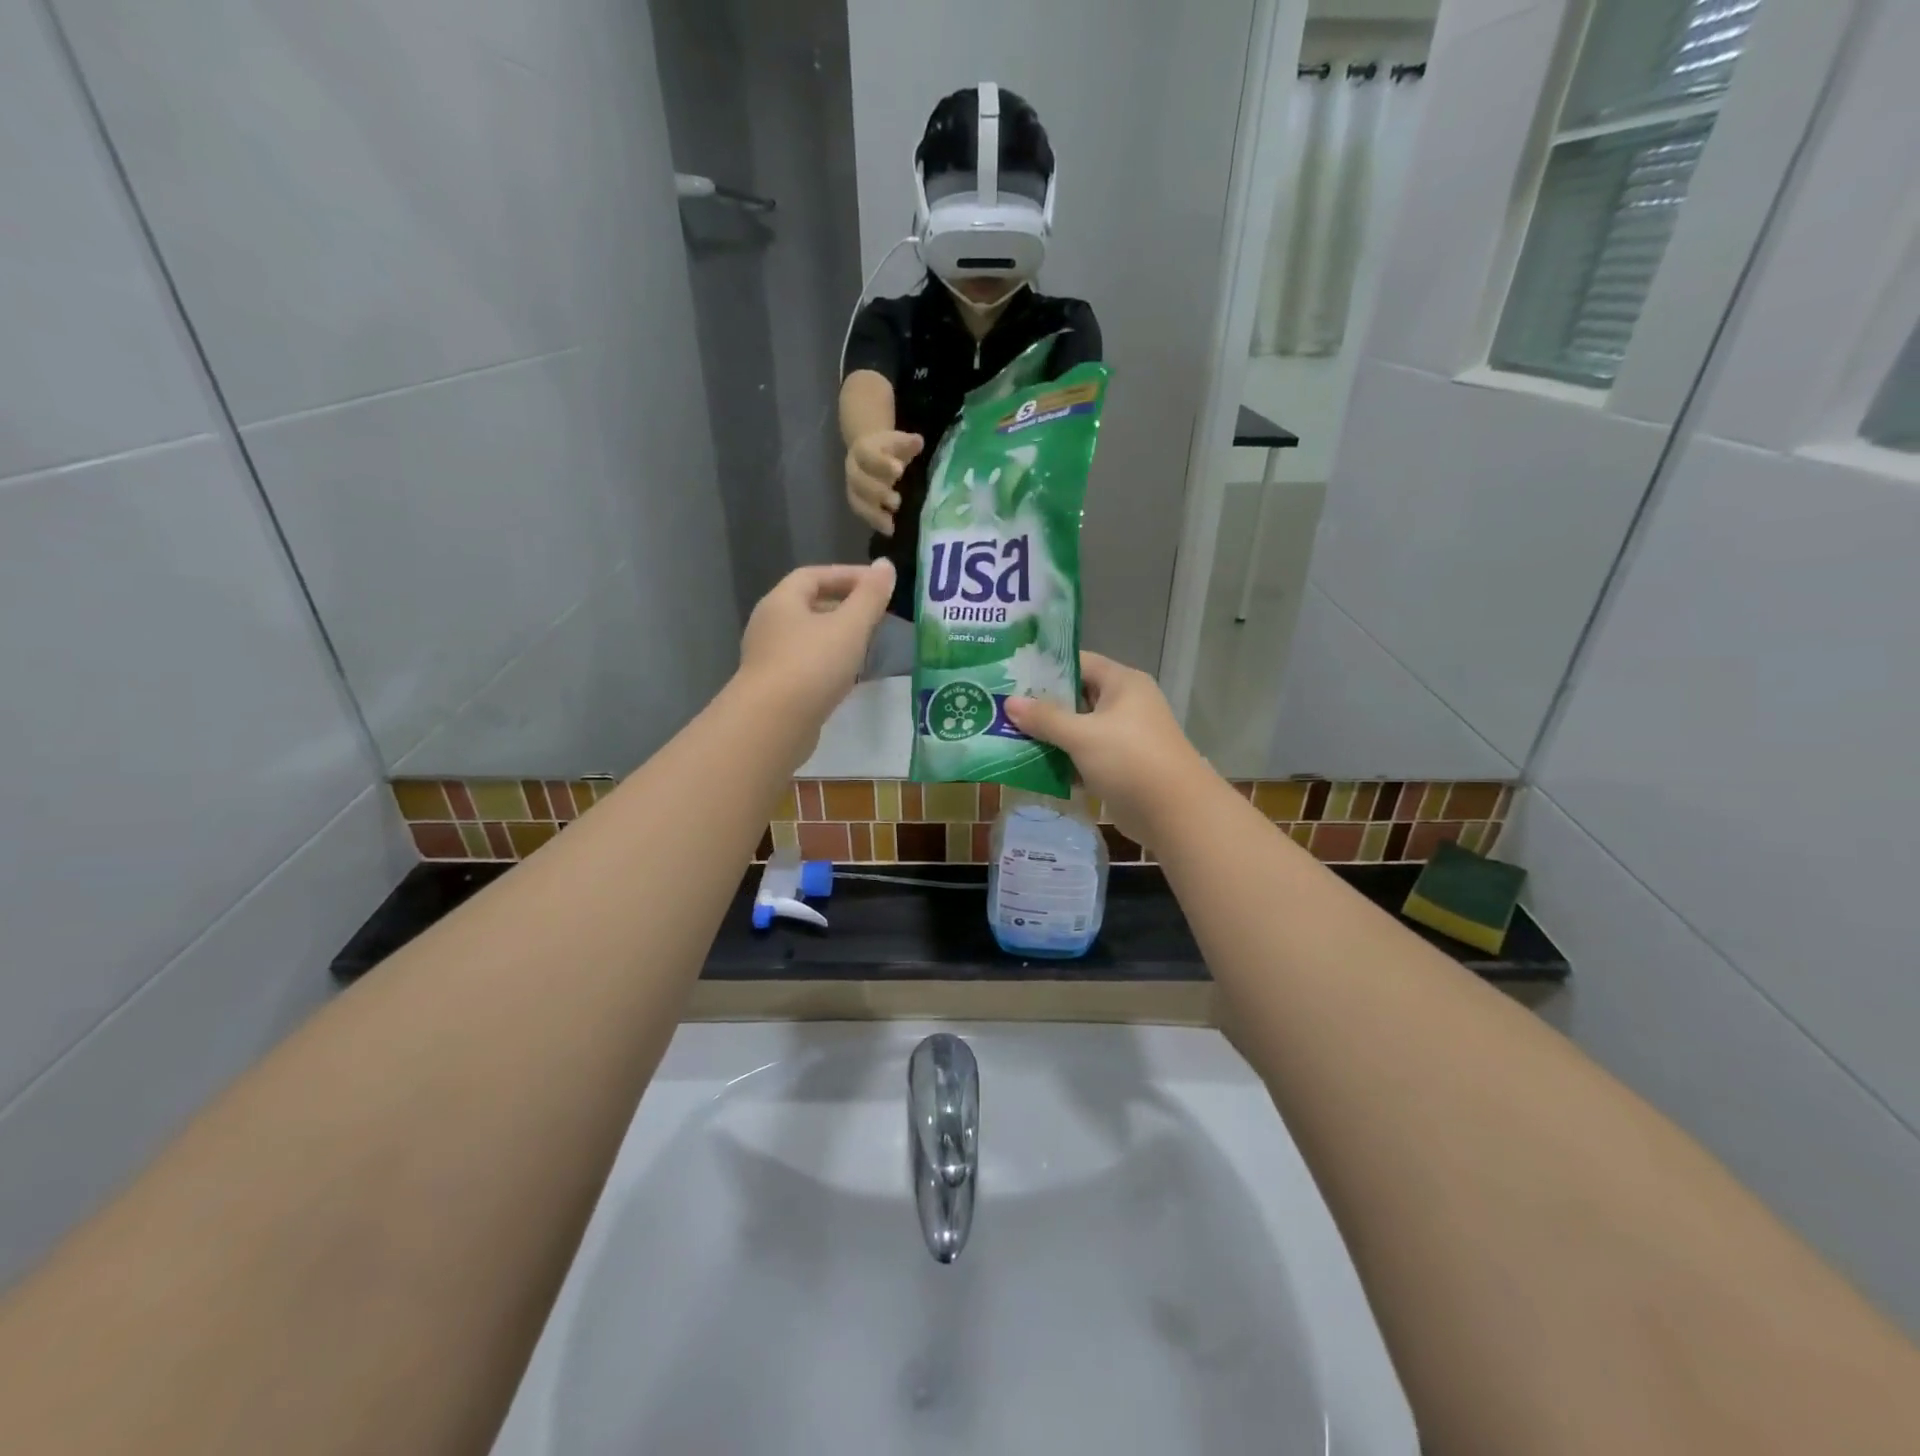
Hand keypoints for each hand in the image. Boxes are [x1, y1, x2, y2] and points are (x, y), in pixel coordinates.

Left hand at [737, 561, 895, 746]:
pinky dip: (830, 662)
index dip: (848, 574)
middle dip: (845, 605)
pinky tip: (849, 675)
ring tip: (868, 643)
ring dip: (838, 636)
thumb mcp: (850, 627)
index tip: (880, 584)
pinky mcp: (776, 688)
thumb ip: (870, 596)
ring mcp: (769, 658)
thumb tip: (886, 565)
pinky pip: (806, 664)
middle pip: (809, 605)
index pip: (814, 575)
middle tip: (877, 614)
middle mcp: (770, 624)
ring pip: (809, 637)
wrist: (772, 725)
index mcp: (782, 601)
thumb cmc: (812, 666)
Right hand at [845, 430, 922, 535]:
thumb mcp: (897, 443)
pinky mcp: (856, 502)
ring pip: (858, 501)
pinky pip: (862, 513)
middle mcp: (853, 469)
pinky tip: (890, 530)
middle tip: (897, 501)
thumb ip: (907, 443)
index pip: (868, 456)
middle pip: (860, 482)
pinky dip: (875, 522)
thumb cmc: (887, 449)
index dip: (882, 464)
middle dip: (878, 492)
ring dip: (874, 513)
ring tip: (892, 522)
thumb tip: (918, 441)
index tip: (899, 470)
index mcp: (862, 450)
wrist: (868, 452)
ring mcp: (853, 487)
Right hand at [1005, 652, 1214, 846]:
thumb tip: (1010, 702)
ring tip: (1007, 735)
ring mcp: (1123, 737)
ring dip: (1049, 736)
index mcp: (1122, 684)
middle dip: (1041, 705)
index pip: (1079, 663)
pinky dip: (1062, 761)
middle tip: (1001, 707)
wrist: (1175, 813)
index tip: (1011, 675)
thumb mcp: (1082, 735)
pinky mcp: (1119, 766)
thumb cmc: (1130, 760)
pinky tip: (1030, 766)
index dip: (1046, 667)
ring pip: (1078, 729)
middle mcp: (1124, 705)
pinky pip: (1084, 756)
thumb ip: (1045, 718)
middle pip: (1076, 697)